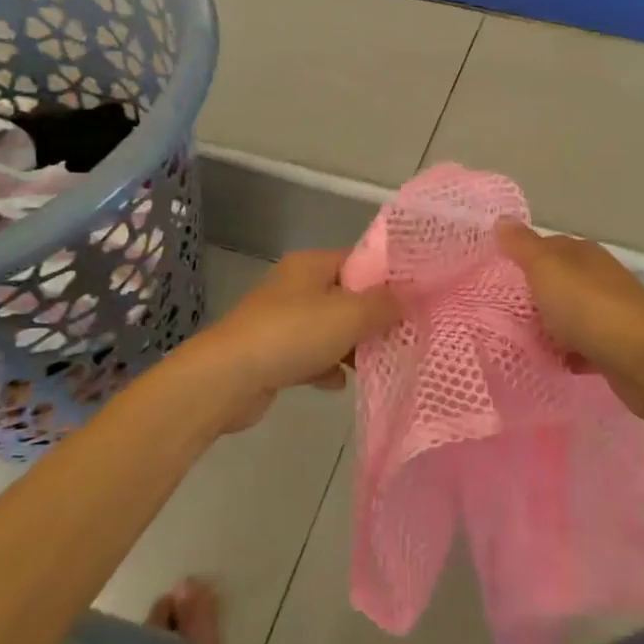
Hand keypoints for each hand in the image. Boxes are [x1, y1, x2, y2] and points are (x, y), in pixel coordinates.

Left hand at [182, 249, 398, 431]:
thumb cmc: (293, 334)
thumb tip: (410, 296)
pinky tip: (340, 383)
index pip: (359, 260)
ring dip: (352, 346)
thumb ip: (385, 304)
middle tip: (404, 335)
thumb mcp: (350, 314)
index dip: (388, 277)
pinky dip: (326, 368)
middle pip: (346, 297)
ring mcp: (281, 321)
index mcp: (311, 265)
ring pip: (329, 329)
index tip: (415, 299)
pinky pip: (310, 357)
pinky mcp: (272, 355)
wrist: (227, 378)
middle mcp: (295, 287)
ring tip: (380, 361)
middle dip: (373, 317)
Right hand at [495, 220, 643, 423]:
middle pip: (556, 283)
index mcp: (582, 254)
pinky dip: (567, 355)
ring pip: (568, 316)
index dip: (520, 258)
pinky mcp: (616, 348)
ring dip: (548, 328)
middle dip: (531, 297)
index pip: (546, 247)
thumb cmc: (591, 309)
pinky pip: (582, 347)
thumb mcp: (547, 270)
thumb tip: (502, 219)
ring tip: (518, 343)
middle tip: (497, 314)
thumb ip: (523, 247)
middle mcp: (598, 278)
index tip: (493, 276)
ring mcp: (610, 313)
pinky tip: (552, 364)